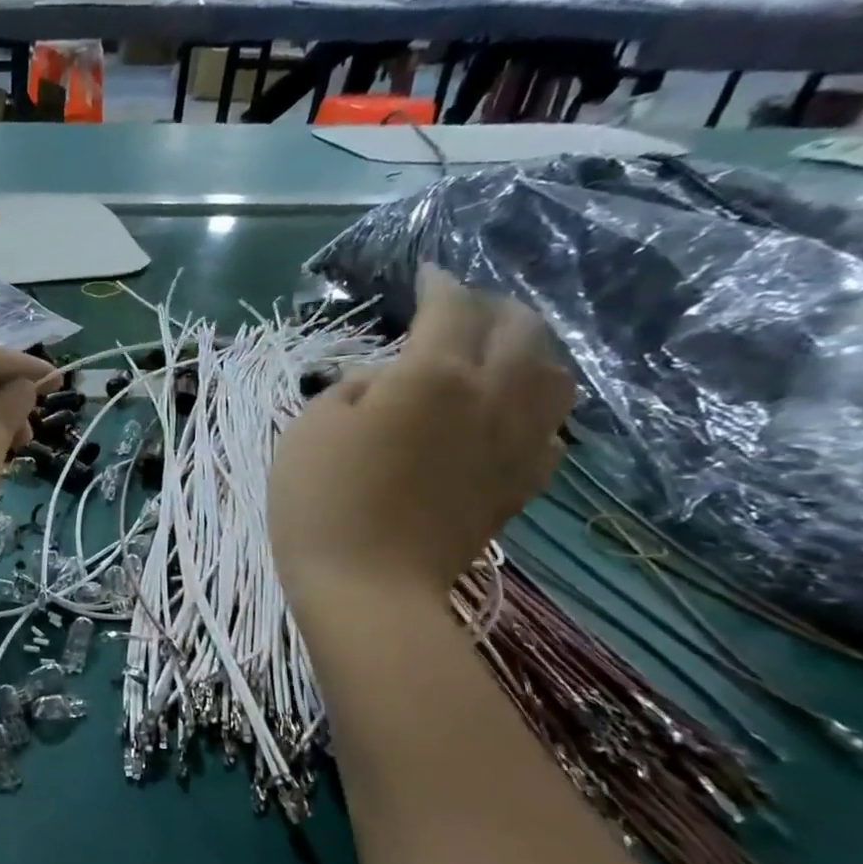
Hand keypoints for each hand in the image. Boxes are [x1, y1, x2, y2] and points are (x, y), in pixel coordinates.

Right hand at [268, 266, 575, 612]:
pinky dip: (536, 407)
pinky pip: (552, 428)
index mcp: (434, 374)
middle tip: (462, 310)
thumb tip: (385, 380)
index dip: (438, 283)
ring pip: (553, 373)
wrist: (368, 589)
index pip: (450, 307)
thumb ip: (352, 388)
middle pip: (519, 328)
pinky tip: (511, 414)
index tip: (426, 273)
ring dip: (529, 349)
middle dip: (491, 307)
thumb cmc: (322, 503)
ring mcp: (518, 442)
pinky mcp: (522, 484)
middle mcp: (492, 395)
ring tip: (501, 352)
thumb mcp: (309, 430)